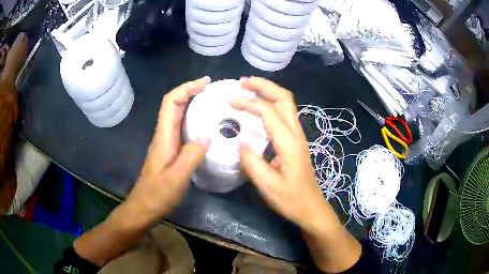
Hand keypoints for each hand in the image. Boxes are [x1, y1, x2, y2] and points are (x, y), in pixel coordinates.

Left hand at [125, 76, 210, 227]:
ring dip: (192, 104)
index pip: (171, 102)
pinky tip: (206, 127)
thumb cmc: (157, 195)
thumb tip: (208, 135)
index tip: (205, 82)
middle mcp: (163, 135)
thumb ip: (191, 155)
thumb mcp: (176, 178)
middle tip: (213, 90)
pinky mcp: (170, 151)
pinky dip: (193, 120)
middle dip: (191, 91)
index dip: (187, 88)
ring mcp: (166, 143)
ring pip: (178, 115)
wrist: (144, 208)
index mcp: (163, 136)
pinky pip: (182, 128)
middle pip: (174, 104)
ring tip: (213, 103)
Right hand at [230, 77, 329, 230]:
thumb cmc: (291, 199)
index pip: (268, 112)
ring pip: (286, 103)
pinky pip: (284, 113)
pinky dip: (271, 102)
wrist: (311, 208)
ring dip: (268, 91)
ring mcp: (298, 136)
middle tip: (242, 82)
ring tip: (249, 88)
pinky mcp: (296, 141)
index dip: (249, 103)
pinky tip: (259, 107)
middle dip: (263, 85)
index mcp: (289, 143)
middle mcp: (296, 133)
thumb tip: (240, 141)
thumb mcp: (268, 186)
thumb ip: (252, 163)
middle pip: (284, 98)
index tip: (230, 101)